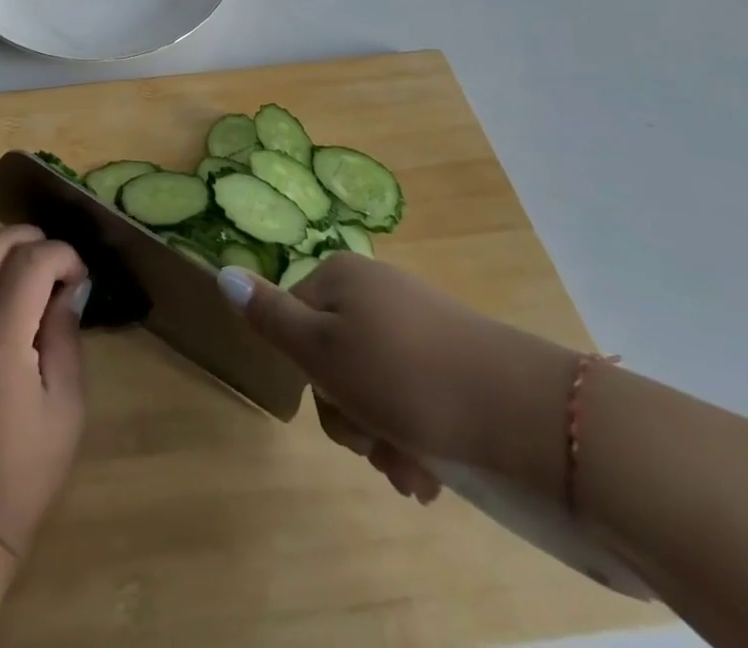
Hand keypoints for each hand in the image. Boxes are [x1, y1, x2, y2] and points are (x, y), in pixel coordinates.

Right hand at [221, 254, 578, 497]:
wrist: (524, 413)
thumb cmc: (405, 378)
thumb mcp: (322, 351)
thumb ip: (269, 316)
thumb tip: (222, 272)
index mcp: (340, 278)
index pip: (293, 323)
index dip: (310, 378)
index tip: (339, 414)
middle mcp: (376, 292)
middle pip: (334, 359)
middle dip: (350, 416)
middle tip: (376, 450)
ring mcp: (418, 323)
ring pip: (374, 386)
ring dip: (382, 436)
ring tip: (411, 475)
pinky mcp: (454, 358)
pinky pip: (414, 395)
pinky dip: (414, 435)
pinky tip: (430, 475)